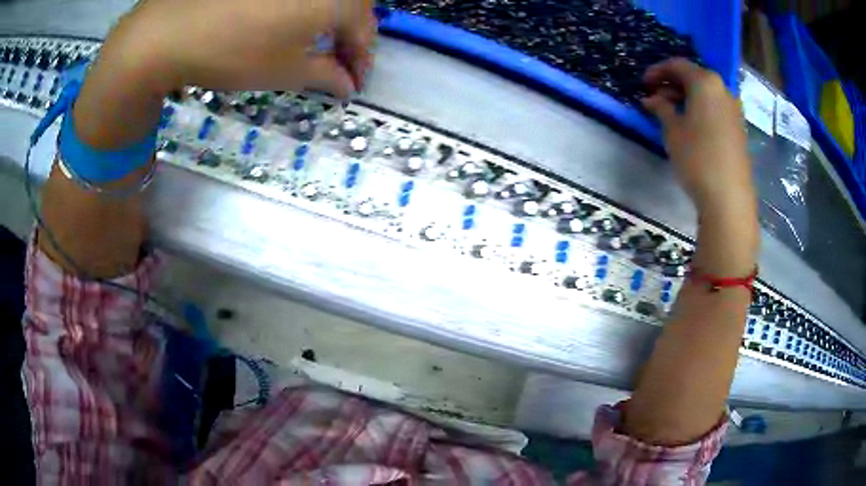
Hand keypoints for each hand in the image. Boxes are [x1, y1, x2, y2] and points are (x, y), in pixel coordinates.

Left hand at [117, 0, 375, 96]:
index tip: (354, 86)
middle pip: (350, 8)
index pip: (364, 32)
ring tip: (316, 45)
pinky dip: (304, 9)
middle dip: (349, 39)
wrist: (172, 30)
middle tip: (338, 66)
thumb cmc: (236, 53)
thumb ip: (326, 76)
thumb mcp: (287, 72)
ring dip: (328, 22)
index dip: (361, 62)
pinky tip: (290, 23)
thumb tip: (346, 85)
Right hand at [642, 59, 754, 217]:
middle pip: (694, 77)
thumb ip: (661, 108)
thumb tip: (652, 100)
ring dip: (687, 98)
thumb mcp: (672, 131)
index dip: (657, 71)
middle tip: (656, 99)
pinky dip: (701, 110)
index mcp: (705, 82)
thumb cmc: (697, 157)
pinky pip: (716, 109)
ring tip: (672, 114)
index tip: (644, 83)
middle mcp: (723, 89)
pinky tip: (691, 126)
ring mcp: (734, 109)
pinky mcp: (739, 128)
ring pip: (706, 94)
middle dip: (673, 85)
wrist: (729, 197)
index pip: (677, 65)